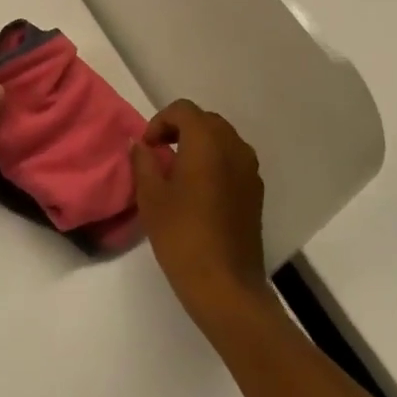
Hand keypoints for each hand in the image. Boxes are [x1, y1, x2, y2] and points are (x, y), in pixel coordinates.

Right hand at [130, 100, 270, 328]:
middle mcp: (234, 147)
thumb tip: (140, 144)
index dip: (160, 121)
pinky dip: (215, 162)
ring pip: (222, 139)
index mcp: (207, 142)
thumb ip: (143, 162)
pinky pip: (233, 160)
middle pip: (205, 121)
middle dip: (180, 129)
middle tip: (158, 154)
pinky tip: (198, 191)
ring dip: (199, 145)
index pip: (183, 110)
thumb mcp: (151, 197)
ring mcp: (250, 170)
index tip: (147, 148)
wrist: (225, 285)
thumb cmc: (182, 236)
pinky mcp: (256, 192)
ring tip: (177, 172)